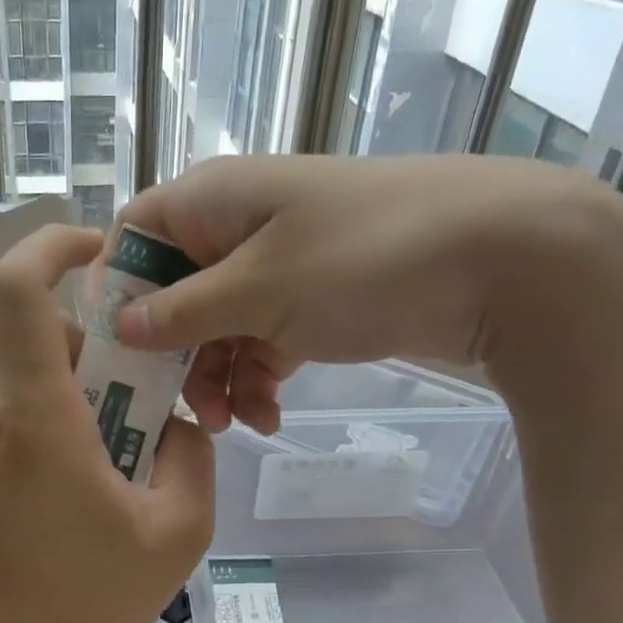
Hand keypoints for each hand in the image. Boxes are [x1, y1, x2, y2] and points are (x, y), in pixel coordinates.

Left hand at [0, 224, 214, 622]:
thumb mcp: (177, 531)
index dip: (52, 246)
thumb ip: (191, 454)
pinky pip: (5, 417)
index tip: (98, 252)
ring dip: (73, 394)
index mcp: (32, 414)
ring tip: (112, 461)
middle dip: (96, 351)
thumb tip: (174, 423)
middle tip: (143, 402)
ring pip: (23, 379)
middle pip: (38, 338)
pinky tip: (73, 488)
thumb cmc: (86, 606)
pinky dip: (46, 424)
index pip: (15, 288)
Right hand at [110, 154, 622, 432]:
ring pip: (220, 326)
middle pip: (176, 291)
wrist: (506, 260)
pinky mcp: (317, 300)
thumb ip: (184, 311)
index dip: (117, 290)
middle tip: (182, 408)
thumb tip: (121, 324)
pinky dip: (259, 378)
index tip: (117, 350)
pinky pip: (264, 340)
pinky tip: (270, 416)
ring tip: (234, 422)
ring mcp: (282, 264)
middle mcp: (240, 226)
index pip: (135, 235)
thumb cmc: (365, 259)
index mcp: (215, 200)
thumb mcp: (261, 288)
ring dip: (218, 377)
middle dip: (175, 354)